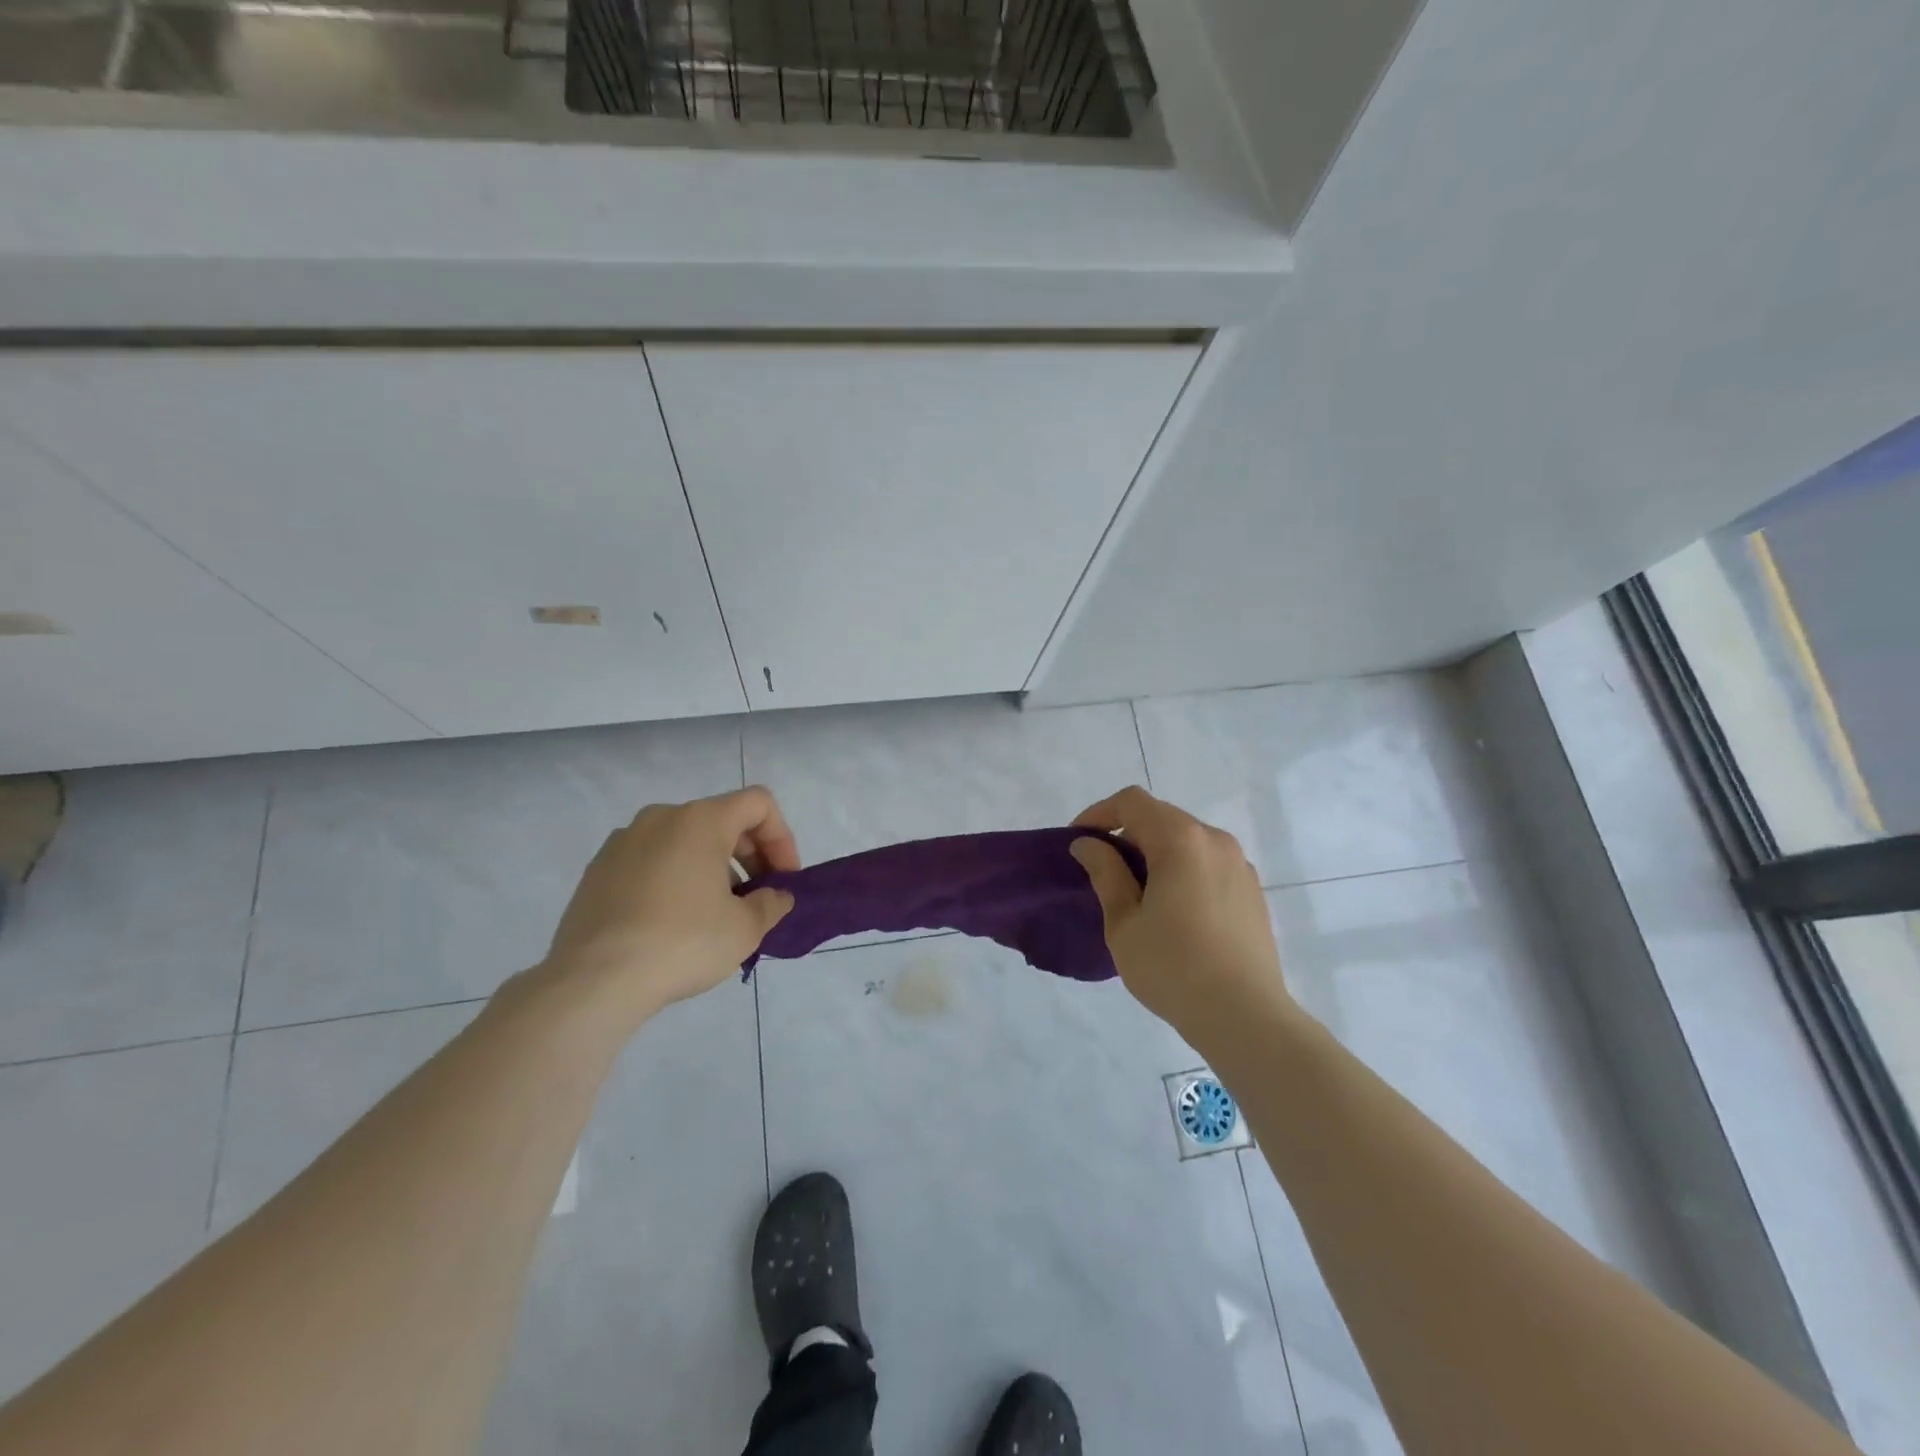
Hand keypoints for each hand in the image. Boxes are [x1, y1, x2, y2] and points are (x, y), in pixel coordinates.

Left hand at [540, 786, 799, 1020]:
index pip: (758, 804)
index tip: (783, 880)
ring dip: (712, 868)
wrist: (593, 980)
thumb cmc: (682, 943)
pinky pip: (651, 861)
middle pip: (722, 820)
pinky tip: (673, 922)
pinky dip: (674, 878)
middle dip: (749, 855)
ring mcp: (623, 842)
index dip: (781, 838)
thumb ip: (771, 903)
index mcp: (701, 820)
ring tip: (716, 914)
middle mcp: (661, 818)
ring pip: (684, 841)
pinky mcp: (597, 870)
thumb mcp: (745, 928)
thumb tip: (776, 896)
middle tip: (757, 898)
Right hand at [1070, 786, 1290, 1034]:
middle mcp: (1215, 840)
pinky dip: (1182, 869)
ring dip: (1155, 852)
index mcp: (1180, 840)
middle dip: (1126, 834)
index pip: (1132, 802)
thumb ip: (1105, 873)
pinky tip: (1172, 910)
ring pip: (1186, 840)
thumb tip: (1088, 844)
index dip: (1099, 814)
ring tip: (1136, 892)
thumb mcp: (1123, 922)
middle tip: (1102, 869)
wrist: (1245, 1017)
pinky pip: (1208, 862)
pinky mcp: (1252, 890)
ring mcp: (1239, 864)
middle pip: (1161, 817)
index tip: (1079, 842)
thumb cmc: (1173, 967)